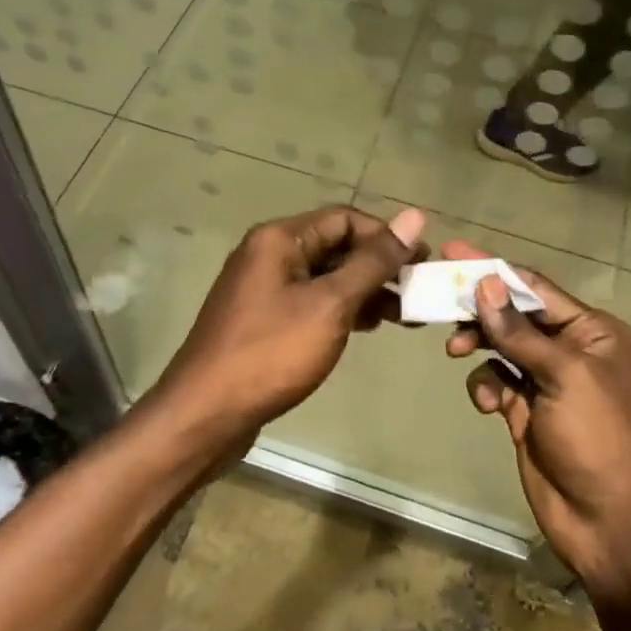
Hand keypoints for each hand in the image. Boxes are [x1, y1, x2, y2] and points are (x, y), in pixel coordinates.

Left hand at [155, 204, 425, 447]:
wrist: (206, 414)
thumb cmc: (272, 353)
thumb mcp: (331, 304)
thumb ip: (374, 261)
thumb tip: (414, 215)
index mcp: (279, 239)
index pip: (345, 218)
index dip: (386, 237)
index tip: (423, 263)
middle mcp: (269, 254)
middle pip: (335, 246)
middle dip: (379, 266)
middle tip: (419, 293)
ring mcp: (264, 288)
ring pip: (326, 277)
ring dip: (364, 290)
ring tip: (403, 316)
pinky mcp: (264, 320)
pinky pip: (312, 301)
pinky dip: (342, 309)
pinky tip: (368, 327)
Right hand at [443, 242, 630, 591]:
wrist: (608, 524)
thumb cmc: (598, 438)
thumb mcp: (564, 377)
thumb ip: (519, 332)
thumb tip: (486, 284)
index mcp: (594, 333)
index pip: (535, 289)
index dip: (494, 270)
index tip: (453, 253)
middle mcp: (571, 351)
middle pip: (514, 315)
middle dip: (479, 309)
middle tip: (437, 299)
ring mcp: (548, 382)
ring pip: (500, 347)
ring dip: (478, 346)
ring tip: (455, 351)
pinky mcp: (526, 411)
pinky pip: (496, 382)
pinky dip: (486, 387)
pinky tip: (489, 405)